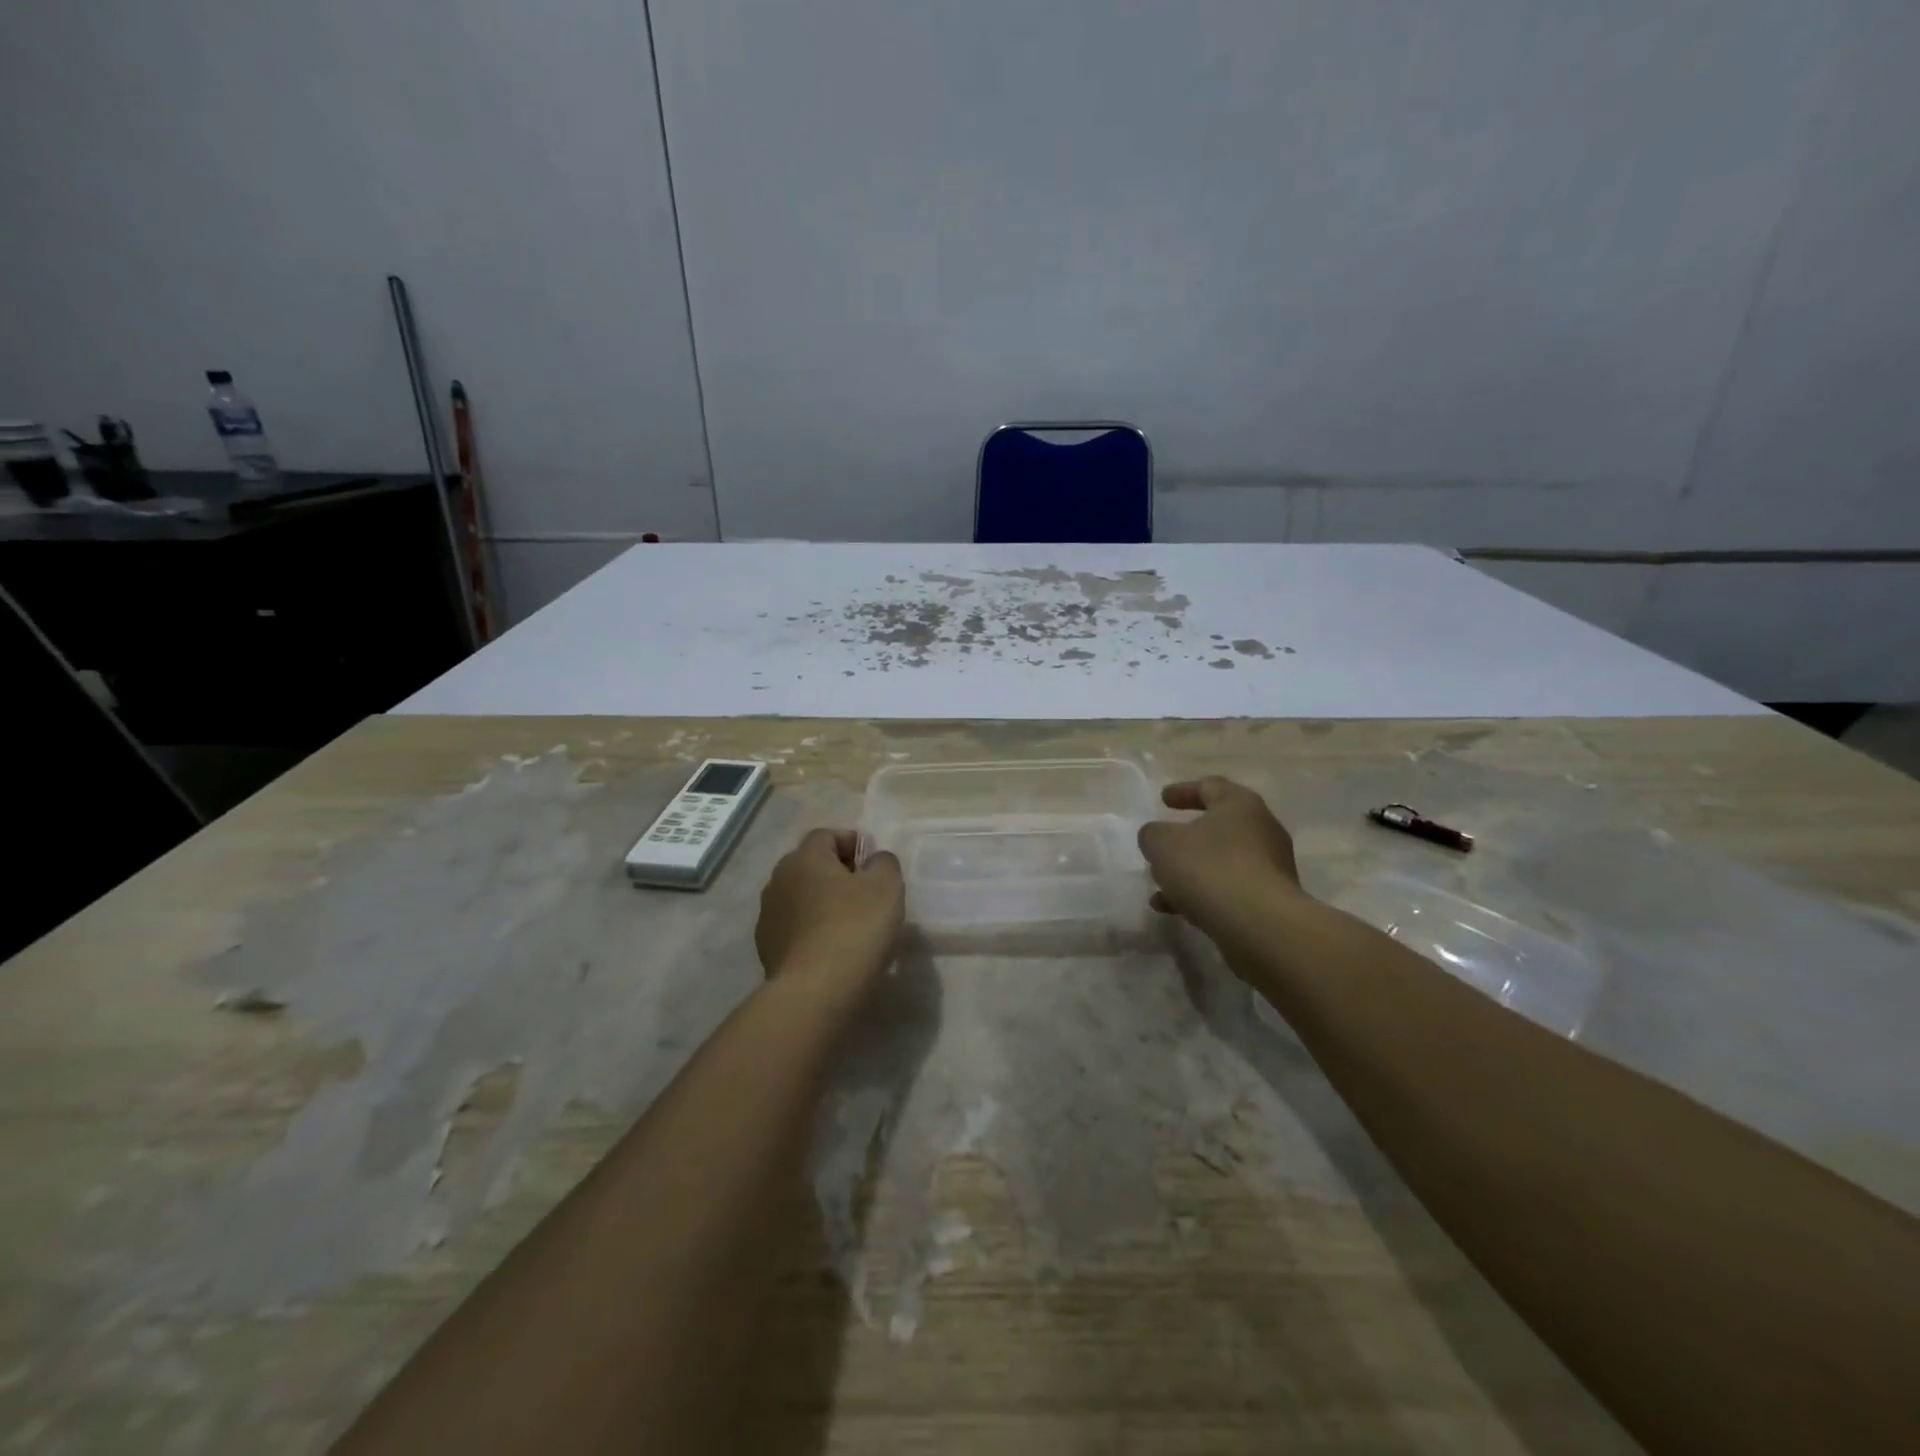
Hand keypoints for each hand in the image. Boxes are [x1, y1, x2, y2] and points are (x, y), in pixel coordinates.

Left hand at [755, 829, 903, 983]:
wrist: (814, 993)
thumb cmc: (854, 929)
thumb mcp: (886, 887)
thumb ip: (883, 863)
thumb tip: (873, 861)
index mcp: (805, 858)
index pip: (827, 835)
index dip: (852, 843)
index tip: (874, 863)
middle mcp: (778, 879)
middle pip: (811, 865)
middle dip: (837, 873)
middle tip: (866, 893)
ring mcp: (768, 915)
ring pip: (801, 897)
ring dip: (823, 902)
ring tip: (850, 923)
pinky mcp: (766, 948)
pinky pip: (795, 927)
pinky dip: (812, 929)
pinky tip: (833, 948)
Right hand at [1137, 777, 1305, 941]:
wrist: (1261, 927)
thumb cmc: (1209, 869)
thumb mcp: (1163, 843)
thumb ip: (1153, 834)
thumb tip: (1158, 837)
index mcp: (1239, 805)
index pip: (1210, 786)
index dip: (1183, 791)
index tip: (1163, 799)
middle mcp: (1261, 830)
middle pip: (1219, 826)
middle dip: (1187, 837)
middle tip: (1163, 843)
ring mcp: (1270, 868)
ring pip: (1221, 862)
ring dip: (1191, 870)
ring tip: (1160, 885)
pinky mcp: (1270, 901)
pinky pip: (1229, 890)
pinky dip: (1202, 894)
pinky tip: (1175, 910)